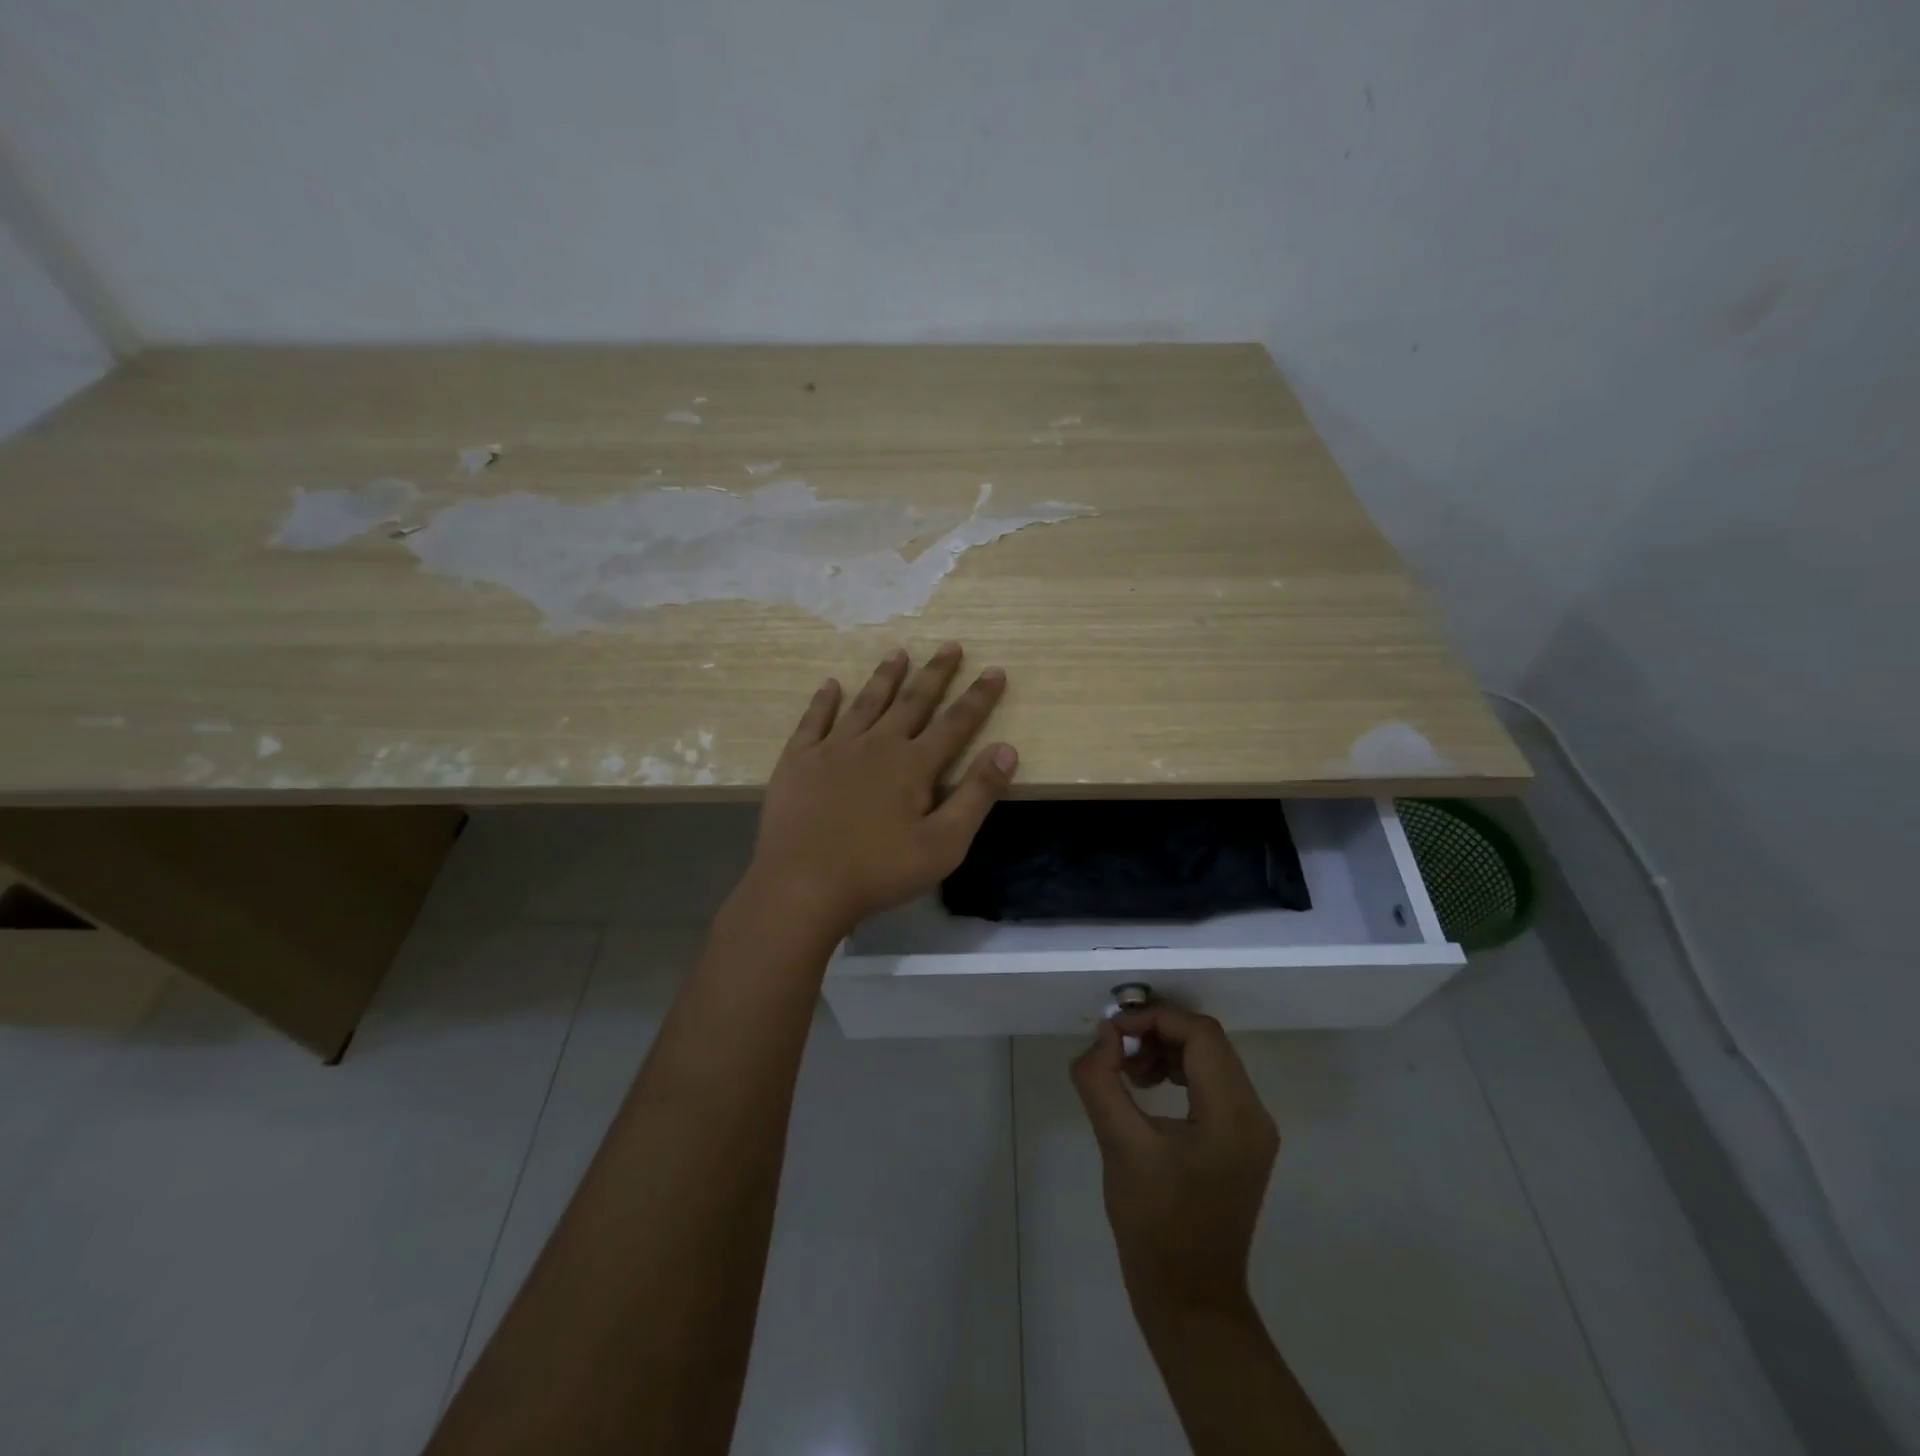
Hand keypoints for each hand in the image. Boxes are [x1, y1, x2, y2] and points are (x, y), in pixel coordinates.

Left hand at [743, 643, 1017, 937]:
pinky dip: (823, 701)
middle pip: (912, 701)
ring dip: (885, 677)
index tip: (995, 670)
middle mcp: (876, 745)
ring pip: (866, 703)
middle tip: (950, 645)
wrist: (803, 885)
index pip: (955, 723)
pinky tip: (830, 685)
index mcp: (913, 765)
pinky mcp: (798, 760)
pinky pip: (814, 721)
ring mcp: (833, 749)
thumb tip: (1007, 749)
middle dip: (935, 673)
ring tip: (898, 652)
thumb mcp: (944, 844)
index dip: (979, 697)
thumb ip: (977, 795)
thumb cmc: (879, 870)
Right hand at [1070, 1005, 1279, 1316]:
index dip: (1152, 1020)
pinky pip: (1212, 1085)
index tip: (1111, 1035)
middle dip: (1157, 1034)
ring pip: (1210, 1060)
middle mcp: (1254, 1114)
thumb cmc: (1154, 1225)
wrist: (1189, 1301)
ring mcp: (1252, 1130)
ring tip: (1127, 1075)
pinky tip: (1146, 1091)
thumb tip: (1101, 1038)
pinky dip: (1178, 1074)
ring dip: (1166, 1052)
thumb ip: (1102, 1081)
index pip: (1199, 1034)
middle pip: (1207, 1042)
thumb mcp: (1119, 1146)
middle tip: (1115, 1051)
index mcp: (1233, 1114)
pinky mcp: (1242, 1143)